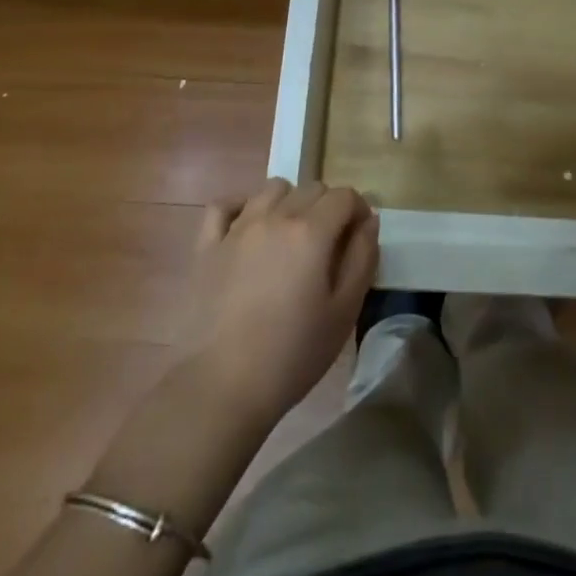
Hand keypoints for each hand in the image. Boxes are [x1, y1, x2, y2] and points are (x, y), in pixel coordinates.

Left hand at [174, 178, 379, 426]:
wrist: (221, 387)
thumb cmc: (292, 354)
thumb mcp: (344, 312)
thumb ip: (362, 259)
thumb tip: (368, 223)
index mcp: (311, 231)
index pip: (344, 196)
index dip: (359, 210)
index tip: (360, 237)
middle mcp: (275, 216)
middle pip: (311, 188)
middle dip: (328, 207)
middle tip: (329, 244)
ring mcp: (237, 228)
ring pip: (271, 189)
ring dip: (289, 202)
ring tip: (291, 236)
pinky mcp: (207, 246)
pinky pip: (224, 205)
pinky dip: (241, 207)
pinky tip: (248, 227)